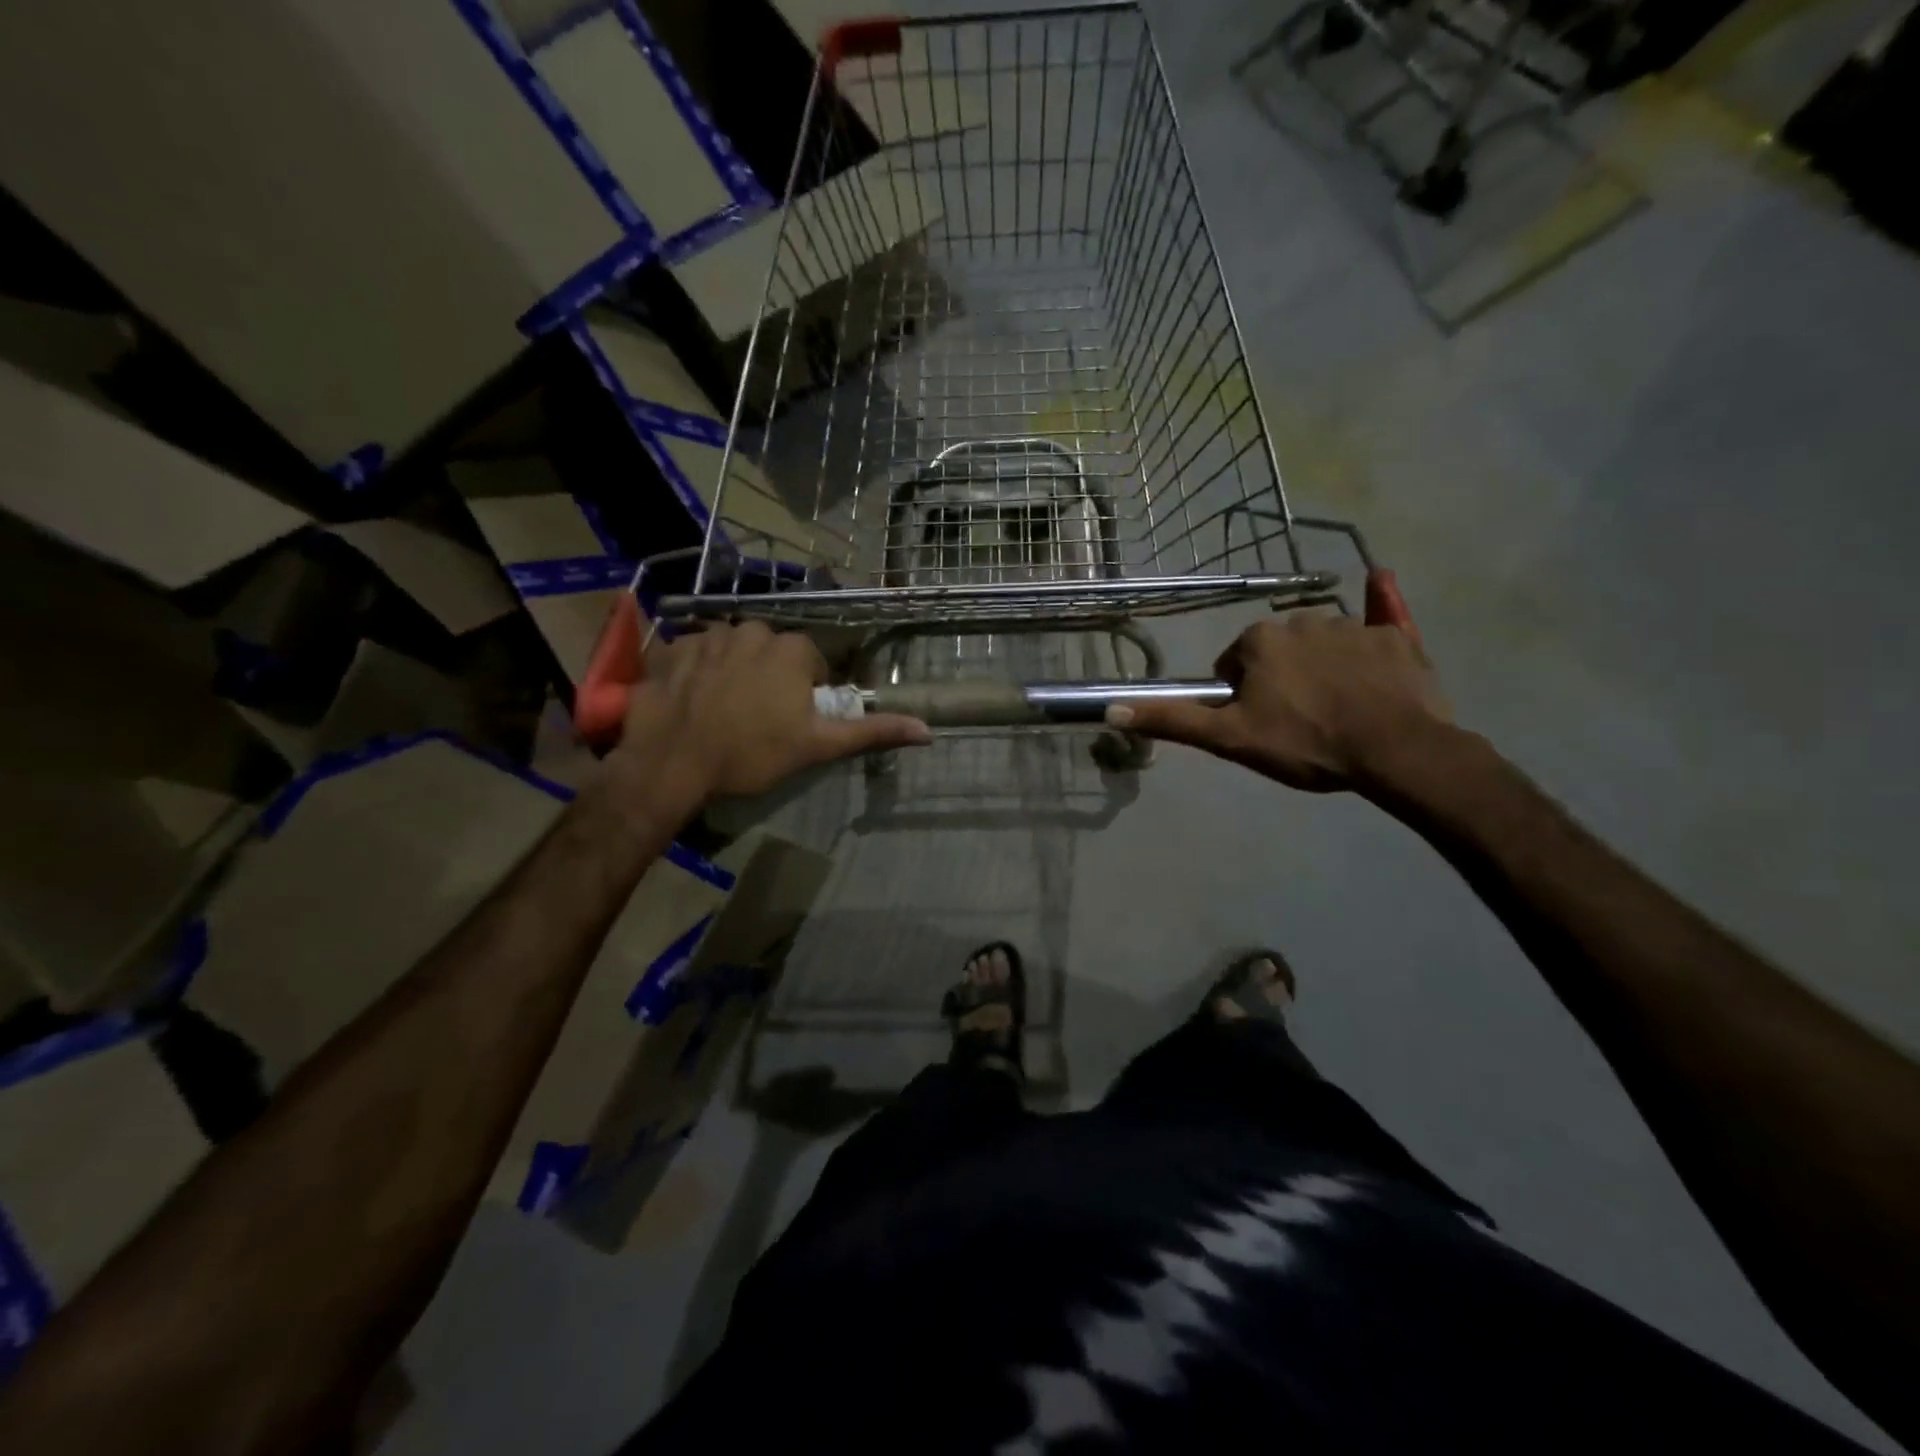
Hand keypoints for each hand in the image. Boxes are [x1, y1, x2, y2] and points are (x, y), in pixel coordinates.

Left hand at [611, 620, 929, 803]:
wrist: (672, 760)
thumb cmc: (752, 753)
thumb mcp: (817, 747)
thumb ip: (871, 732)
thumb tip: (928, 730)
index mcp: (791, 649)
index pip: (810, 662)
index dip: (804, 692)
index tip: (790, 720)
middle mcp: (753, 629)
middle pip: (771, 651)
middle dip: (769, 676)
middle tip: (758, 717)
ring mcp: (708, 634)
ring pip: (734, 648)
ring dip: (734, 670)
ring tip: (724, 710)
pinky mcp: (672, 647)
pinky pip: (695, 652)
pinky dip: (697, 671)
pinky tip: (693, 700)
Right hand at [1108, 610, 1452, 792]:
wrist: (1394, 750)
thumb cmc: (1304, 743)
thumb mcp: (1230, 738)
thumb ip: (1172, 721)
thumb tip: (1111, 710)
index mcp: (1260, 640)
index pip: (1235, 663)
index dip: (1241, 696)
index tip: (1259, 723)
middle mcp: (1302, 620)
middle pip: (1279, 652)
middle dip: (1281, 680)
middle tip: (1297, 723)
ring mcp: (1354, 626)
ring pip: (1323, 647)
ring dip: (1322, 671)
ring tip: (1337, 714)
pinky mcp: (1397, 638)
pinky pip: (1377, 635)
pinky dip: (1372, 645)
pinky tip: (1378, 653)